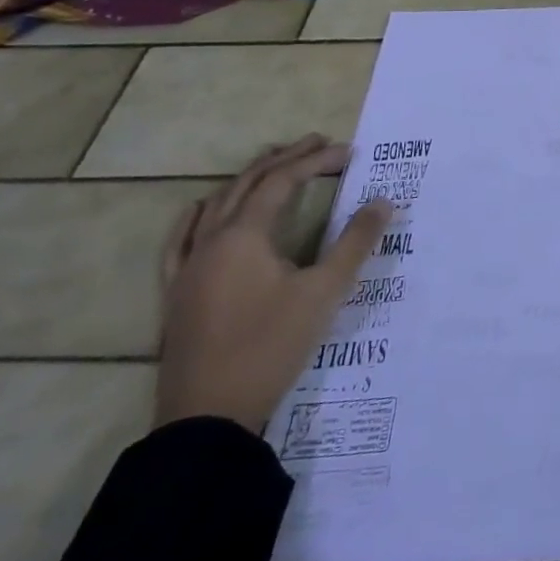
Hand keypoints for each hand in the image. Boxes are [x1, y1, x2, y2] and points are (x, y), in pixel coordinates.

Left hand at [155, 135, 390, 433]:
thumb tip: (383, 202)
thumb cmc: (270, 346)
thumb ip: (354, 242)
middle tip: (317, 143)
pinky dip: (197, 216)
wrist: (208, 417)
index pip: (282, 181)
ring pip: (215, 206)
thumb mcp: (324, 292)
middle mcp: (211, 241)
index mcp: (244, 236)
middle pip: (247, 184)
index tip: (349, 152)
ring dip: (247, 180)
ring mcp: (187, 268)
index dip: (316, 161)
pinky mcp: (175, 294)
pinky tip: (201, 209)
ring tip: (274, 165)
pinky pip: (180, 241)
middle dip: (284, 159)